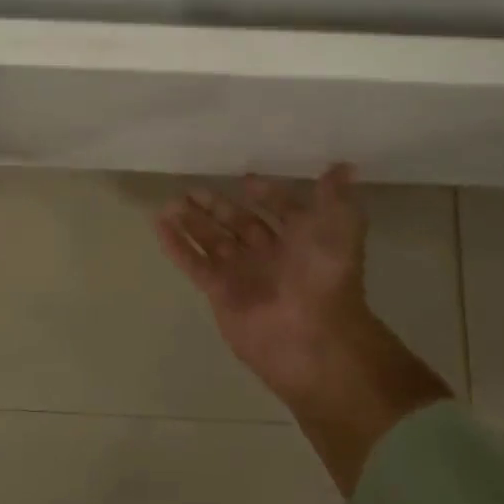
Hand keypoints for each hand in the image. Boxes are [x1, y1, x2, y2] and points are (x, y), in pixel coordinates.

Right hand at [155, 166, 450, 493]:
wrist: (311, 337)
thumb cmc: (325, 277)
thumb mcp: (340, 228)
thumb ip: (335, 197)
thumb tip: (344, 166)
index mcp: (299, 239)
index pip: (280, 211)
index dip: (267, 195)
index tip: (246, 180)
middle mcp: (268, 254)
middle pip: (238, 224)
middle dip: (217, 206)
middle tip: (191, 188)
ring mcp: (241, 273)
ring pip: (211, 240)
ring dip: (192, 221)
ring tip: (170, 202)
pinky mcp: (218, 291)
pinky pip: (193, 263)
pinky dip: (176, 244)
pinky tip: (159, 224)